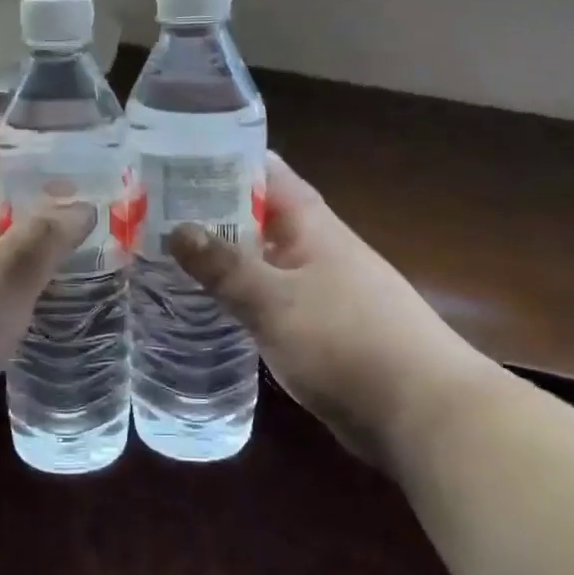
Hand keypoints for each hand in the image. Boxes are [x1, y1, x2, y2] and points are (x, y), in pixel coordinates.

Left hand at [0, 158, 93, 461]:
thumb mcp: (7, 266)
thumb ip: (46, 233)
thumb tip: (85, 205)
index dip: (10, 160)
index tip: (54, 153)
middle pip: (4, 223)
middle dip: (44, 211)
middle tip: (97, 209)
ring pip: (14, 267)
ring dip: (48, 259)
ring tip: (100, 256)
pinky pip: (18, 308)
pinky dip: (43, 301)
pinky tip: (76, 308)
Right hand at [167, 153, 496, 470]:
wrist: (423, 414)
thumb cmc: (347, 343)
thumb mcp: (275, 302)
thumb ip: (225, 266)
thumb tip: (176, 229)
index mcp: (312, 225)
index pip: (265, 172)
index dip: (222, 160)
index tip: (172, 160)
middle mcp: (316, 248)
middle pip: (258, 216)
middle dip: (210, 212)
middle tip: (151, 212)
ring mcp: (319, 289)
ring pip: (261, 259)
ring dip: (222, 256)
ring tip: (165, 255)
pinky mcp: (318, 328)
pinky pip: (269, 299)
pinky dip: (239, 295)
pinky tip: (206, 306)